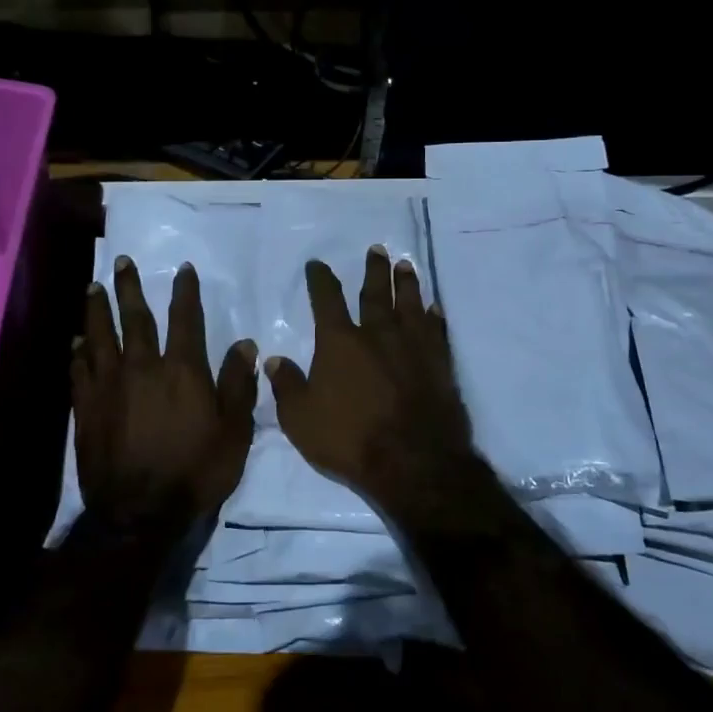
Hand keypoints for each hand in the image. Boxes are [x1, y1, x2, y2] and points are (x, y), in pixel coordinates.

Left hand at [72, 255, 258, 530]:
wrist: (139, 512)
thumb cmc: (195, 472)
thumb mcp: (233, 432)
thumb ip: (238, 385)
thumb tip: (245, 344)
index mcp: (182, 370)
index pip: (185, 318)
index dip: (185, 291)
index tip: (183, 268)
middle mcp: (143, 367)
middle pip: (135, 318)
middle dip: (130, 287)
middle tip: (123, 262)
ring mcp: (110, 386)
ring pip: (100, 337)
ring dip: (97, 310)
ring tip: (93, 289)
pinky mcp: (87, 407)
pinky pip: (80, 370)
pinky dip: (78, 352)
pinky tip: (75, 342)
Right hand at [266, 248, 497, 526]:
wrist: (414, 462)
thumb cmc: (349, 439)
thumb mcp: (300, 419)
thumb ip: (286, 386)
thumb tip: (272, 359)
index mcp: (340, 342)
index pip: (327, 300)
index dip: (320, 279)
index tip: (317, 264)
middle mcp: (378, 334)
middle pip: (375, 293)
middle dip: (374, 270)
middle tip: (377, 249)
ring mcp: (413, 347)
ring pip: (410, 305)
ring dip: (407, 284)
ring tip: (406, 265)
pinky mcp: (440, 364)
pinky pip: (437, 331)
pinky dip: (434, 317)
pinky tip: (434, 308)